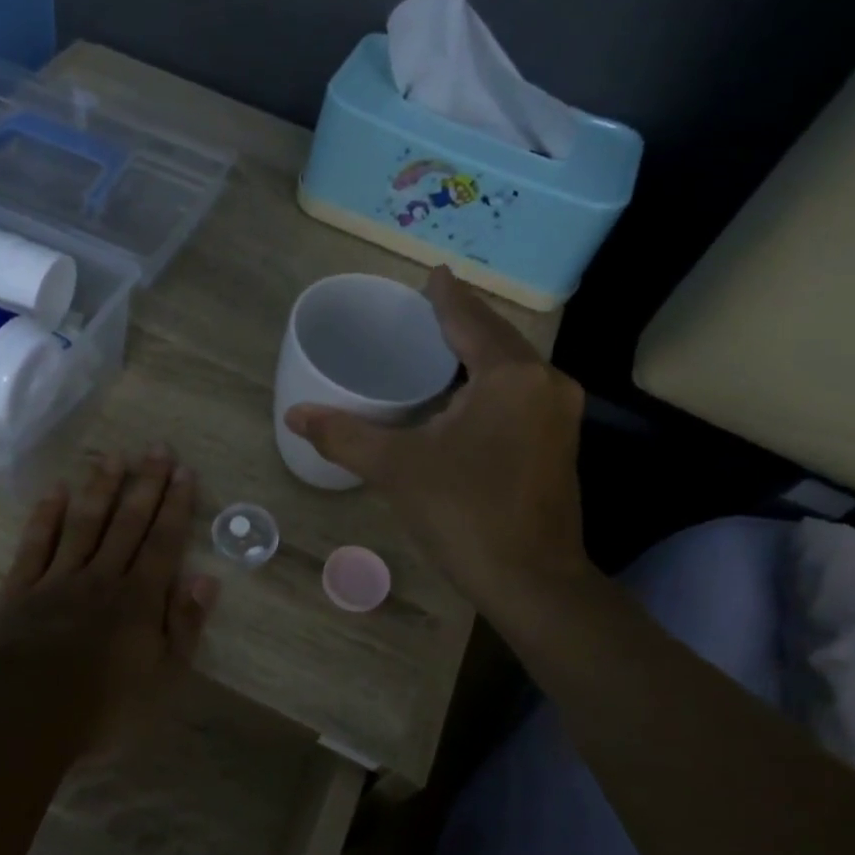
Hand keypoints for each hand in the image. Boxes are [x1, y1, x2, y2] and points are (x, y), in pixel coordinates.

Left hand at [0, 446, 219, 750]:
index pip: (163, 542)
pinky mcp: (21, 589)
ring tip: (113, 456)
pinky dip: (46, 515)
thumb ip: (184, 626)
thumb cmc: (101, 707)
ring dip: (100, 488)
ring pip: (84, 523)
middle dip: (145, 484)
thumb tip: (207, 579)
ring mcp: (58, 579)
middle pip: (127, 523)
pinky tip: (56, 490)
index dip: (176, 506)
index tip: (185, 472)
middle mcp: (101, 576)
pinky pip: (36, 544)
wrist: (21, 717)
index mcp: (138, 599)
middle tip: (156, 448)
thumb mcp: (161, 678)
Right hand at [285, 267, 594, 612]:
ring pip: (512, 365)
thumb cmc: (465, 514)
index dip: (446, 296)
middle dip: (463, 321)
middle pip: (497, 337)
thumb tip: (295, 416)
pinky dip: (491, 380)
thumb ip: (344, 436)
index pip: (470, 319)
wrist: (533, 581)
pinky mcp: (559, 440)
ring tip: (439, 345)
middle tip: (424, 311)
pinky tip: (465, 393)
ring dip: (478, 352)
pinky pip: (520, 391)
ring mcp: (559, 413)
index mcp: (509, 376)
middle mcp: (544, 383)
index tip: (432, 273)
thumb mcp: (397, 469)